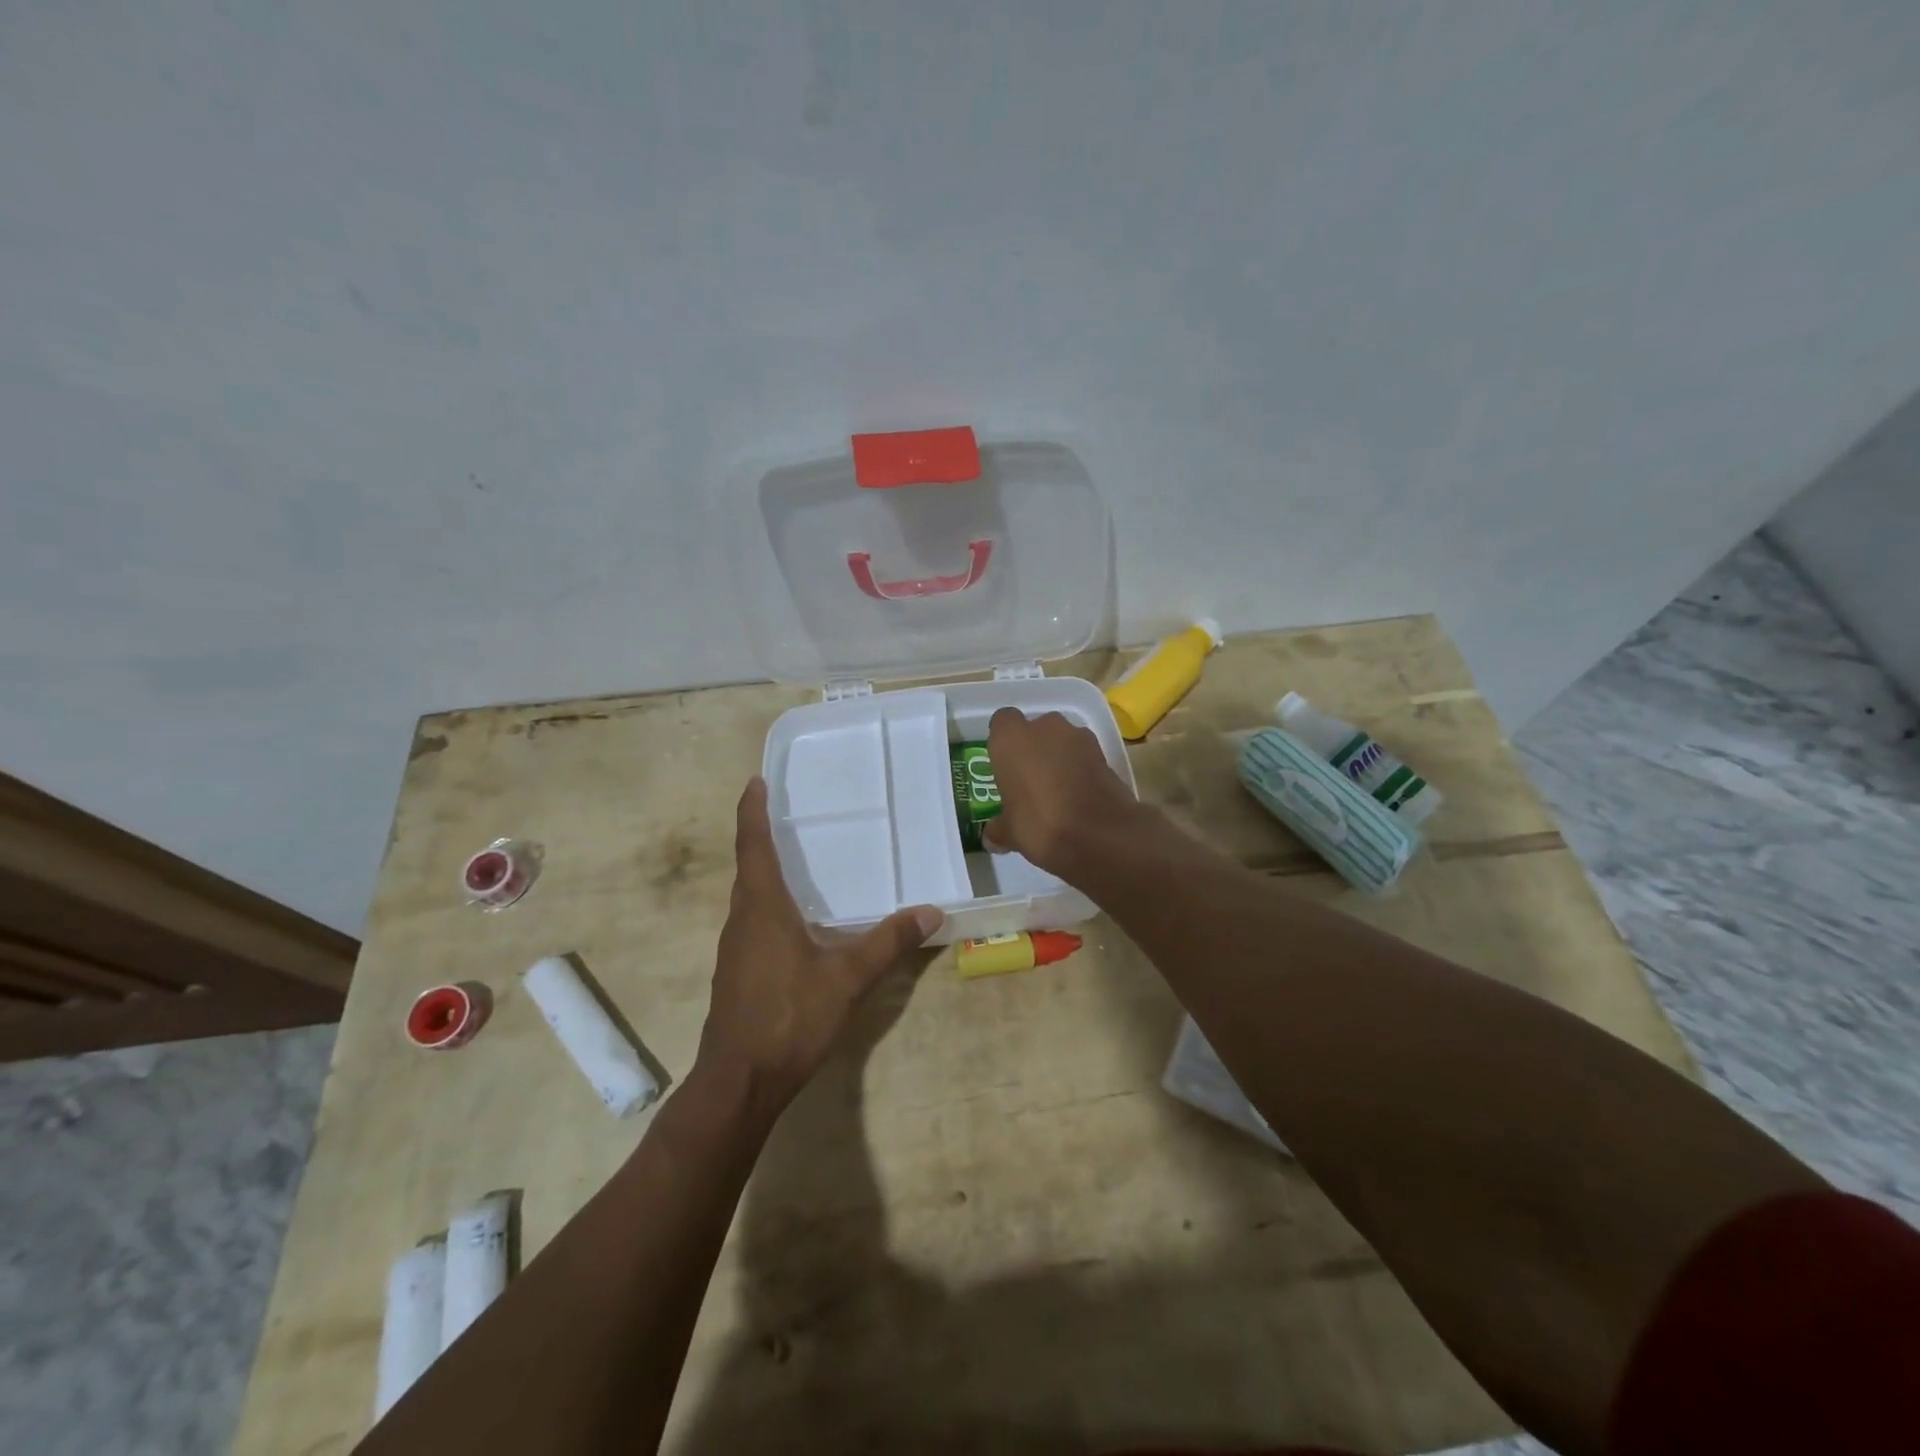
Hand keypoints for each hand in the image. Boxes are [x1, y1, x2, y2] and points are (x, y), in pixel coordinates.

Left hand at [697, 778, 940, 1118]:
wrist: (739, 1081)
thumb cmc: (789, 1017)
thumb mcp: (847, 978)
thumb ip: (887, 942)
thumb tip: (930, 911)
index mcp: (762, 907)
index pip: (753, 846)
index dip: (752, 812)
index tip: (755, 782)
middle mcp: (742, 919)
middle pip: (748, 867)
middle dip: (761, 836)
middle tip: (786, 813)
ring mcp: (735, 948)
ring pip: (749, 896)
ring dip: (764, 872)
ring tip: (795, 859)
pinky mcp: (737, 971)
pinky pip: (752, 921)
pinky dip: (768, 903)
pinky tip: (794, 920)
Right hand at [982, 707, 1139, 875]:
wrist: (1100, 834)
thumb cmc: (1040, 824)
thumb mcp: (1010, 833)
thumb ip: (998, 828)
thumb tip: (991, 837)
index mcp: (1011, 739)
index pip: (1002, 722)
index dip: (1004, 742)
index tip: (1005, 765)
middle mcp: (1044, 727)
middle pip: (1035, 729)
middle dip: (1033, 749)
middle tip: (1030, 780)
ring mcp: (1078, 737)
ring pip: (1062, 740)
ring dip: (1059, 757)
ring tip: (1058, 790)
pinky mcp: (1104, 752)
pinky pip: (1084, 755)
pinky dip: (1081, 768)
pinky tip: (1079, 796)